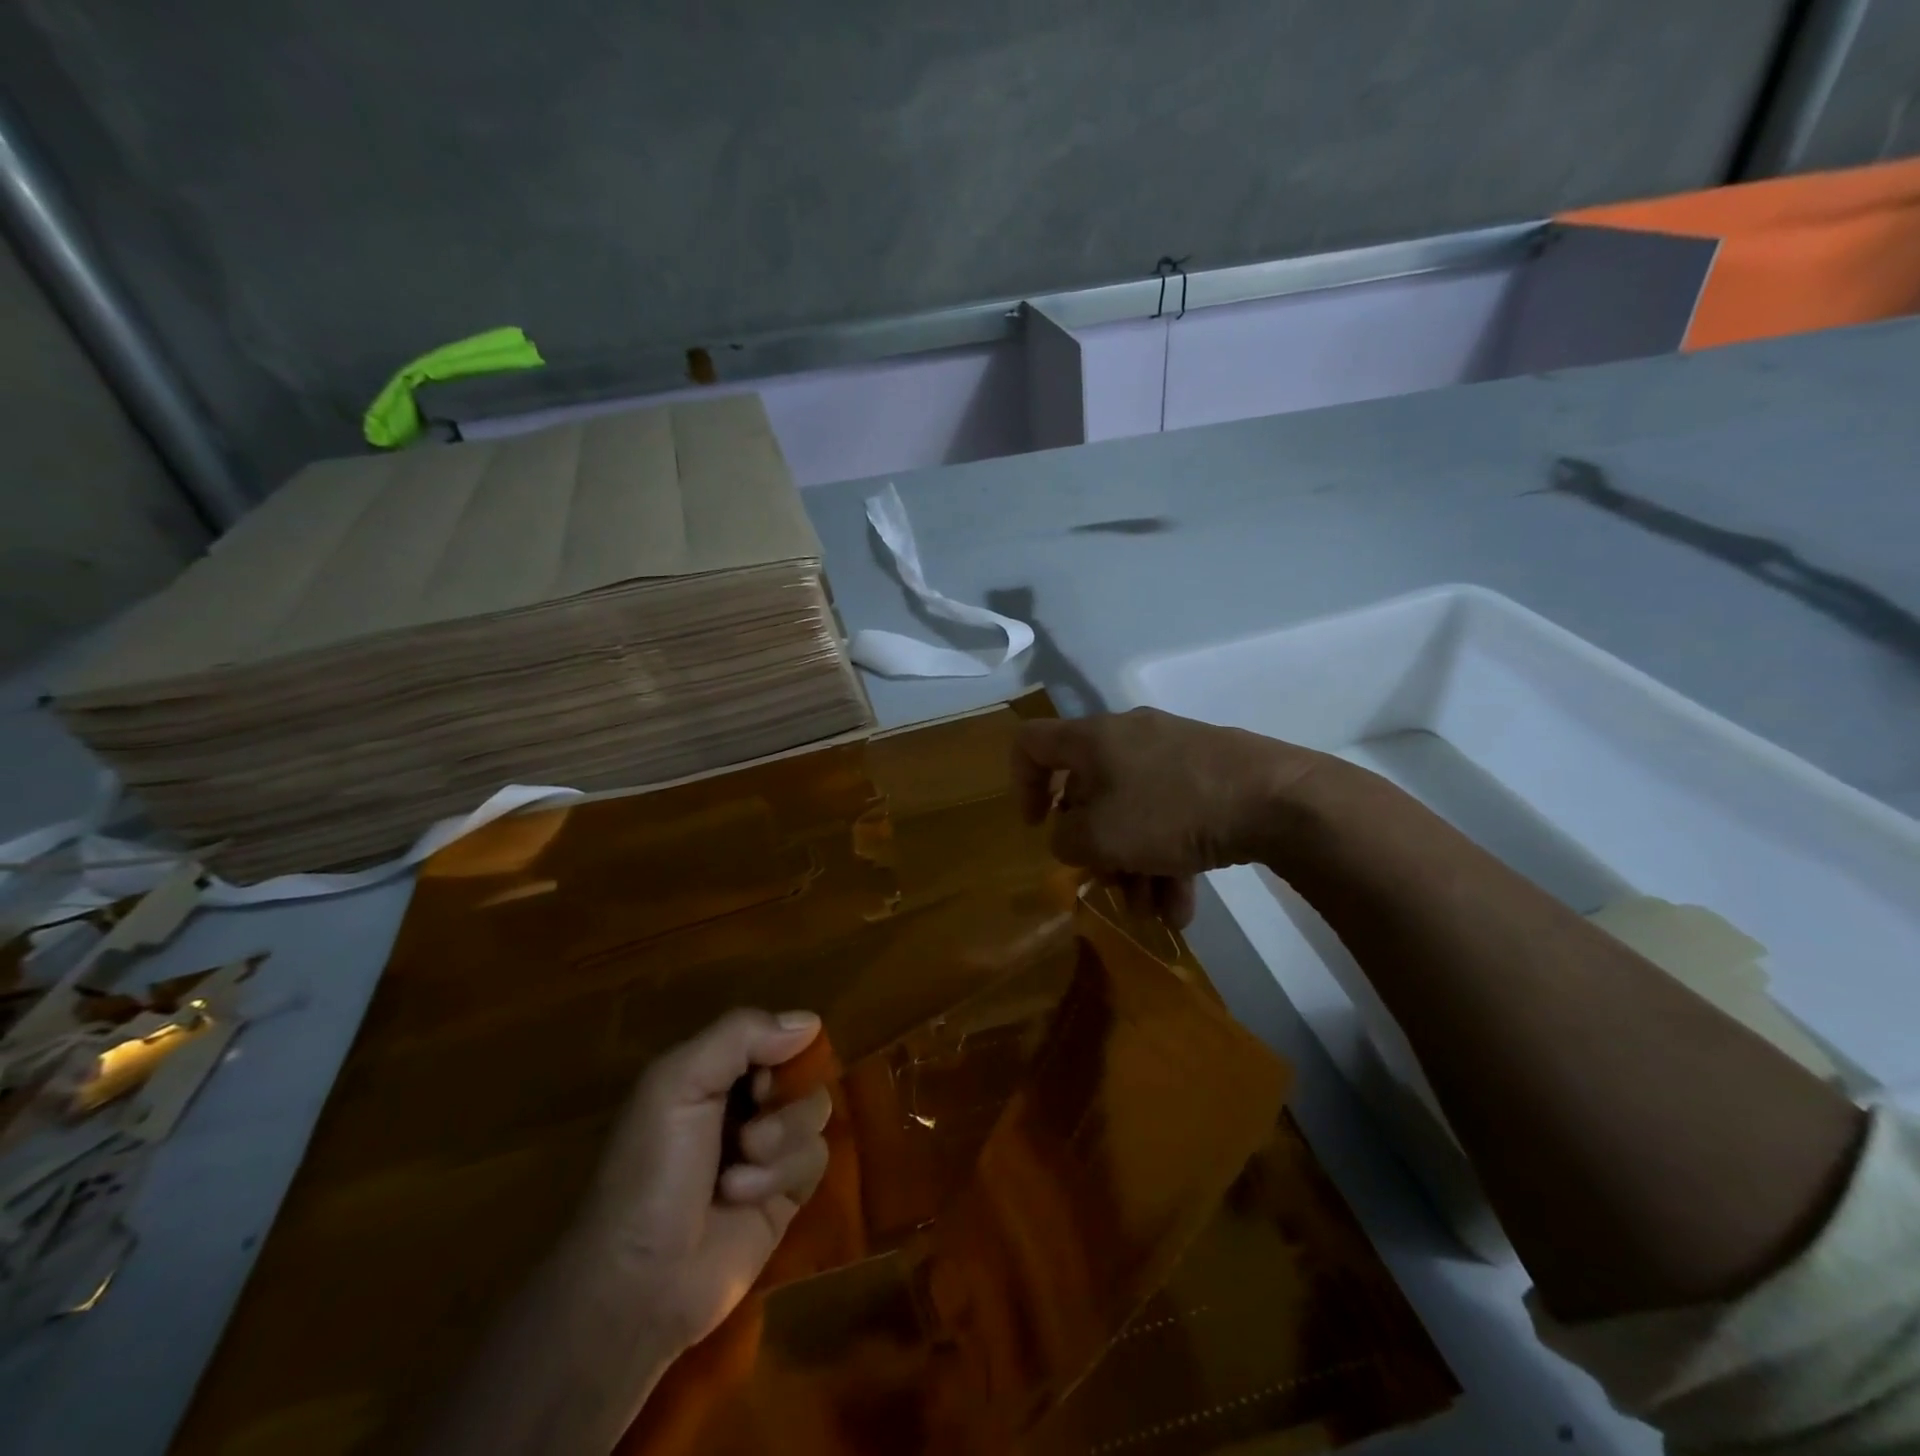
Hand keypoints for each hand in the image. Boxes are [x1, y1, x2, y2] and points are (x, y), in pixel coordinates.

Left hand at [570, 1009, 832, 1355]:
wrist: (640, 1283)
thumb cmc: (651, 1170)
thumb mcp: (678, 1084)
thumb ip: (741, 1036)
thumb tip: (810, 1022)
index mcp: (714, 1071)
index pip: (774, 1034)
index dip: (779, 1048)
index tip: (761, 1075)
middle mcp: (744, 1102)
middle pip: (801, 1072)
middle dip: (782, 1100)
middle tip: (749, 1128)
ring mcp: (768, 1148)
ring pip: (814, 1112)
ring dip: (782, 1139)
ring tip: (739, 1169)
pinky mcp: (786, 1192)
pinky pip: (816, 1157)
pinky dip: (783, 1175)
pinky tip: (744, 1197)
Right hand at [1011, 709, 1323, 922]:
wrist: (1277, 799)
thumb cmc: (1170, 811)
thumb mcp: (1099, 837)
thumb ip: (1065, 840)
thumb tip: (1072, 837)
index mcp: (1093, 739)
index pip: (1032, 744)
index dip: (1021, 785)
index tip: (1037, 826)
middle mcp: (1128, 739)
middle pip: (1090, 793)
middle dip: (1097, 849)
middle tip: (1109, 886)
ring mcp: (1173, 755)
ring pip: (1135, 813)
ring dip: (1136, 866)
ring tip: (1154, 912)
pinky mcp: (1210, 775)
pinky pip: (1172, 817)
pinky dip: (1169, 860)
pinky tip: (1183, 908)